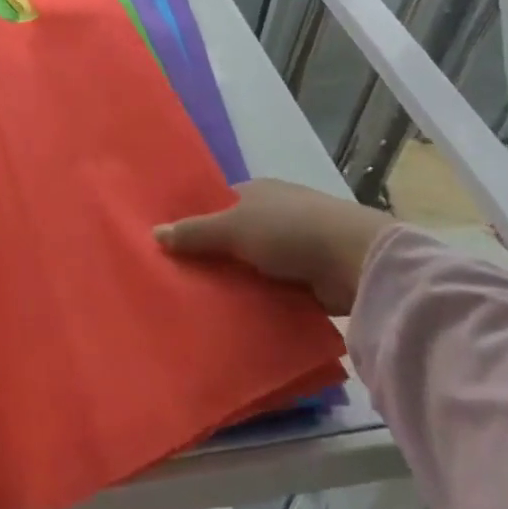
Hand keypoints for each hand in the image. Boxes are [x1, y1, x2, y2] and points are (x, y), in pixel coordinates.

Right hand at [154, 178, 389, 314]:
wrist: (354, 259)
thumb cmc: (288, 230)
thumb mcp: (232, 228)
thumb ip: (194, 233)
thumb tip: (153, 232)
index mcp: (256, 192)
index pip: (218, 206)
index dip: (197, 224)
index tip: (173, 248)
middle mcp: (275, 214)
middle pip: (235, 237)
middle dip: (215, 257)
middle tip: (183, 282)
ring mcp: (296, 246)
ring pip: (255, 265)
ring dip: (239, 282)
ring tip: (204, 305)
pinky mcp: (313, 278)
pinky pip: (276, 289)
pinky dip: (262, 300)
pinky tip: (240, 317)